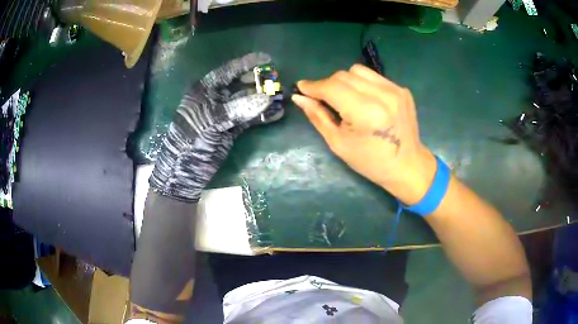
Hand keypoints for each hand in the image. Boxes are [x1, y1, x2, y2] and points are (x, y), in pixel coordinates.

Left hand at [150, 53, 272, 201]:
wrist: (183, 174)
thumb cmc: (190, 143)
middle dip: (259, 82)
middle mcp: (215, 99)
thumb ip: (236, 109)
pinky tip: (277, 114)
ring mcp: (224, 115)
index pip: (228, 71)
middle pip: (240, 85)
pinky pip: (249, 120)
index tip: (268, 58)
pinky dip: (263, 117)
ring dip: (264, 100)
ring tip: (283, 97)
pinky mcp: (231, 130)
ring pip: (247, 102)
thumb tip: (266, 98)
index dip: (247, 63)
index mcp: (204, 91)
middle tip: (278, 81)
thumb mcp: (209, 123)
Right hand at [293, 64, 435, 204]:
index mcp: (366, 113)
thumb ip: (318, 116)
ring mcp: (395, 90)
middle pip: (344, 75)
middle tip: (323, 99)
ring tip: (345, 98)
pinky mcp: (402, 89)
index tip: (301, 87)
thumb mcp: (339, 143)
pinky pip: (374, 77)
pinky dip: (362, 84)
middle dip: (328, 84)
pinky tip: (364, 100)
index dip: (313, 86)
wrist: (407, 166)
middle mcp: (383, 95)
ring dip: (345, 81)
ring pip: (358, 71)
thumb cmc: (370, 161)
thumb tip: (299, 97)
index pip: (332, 87)